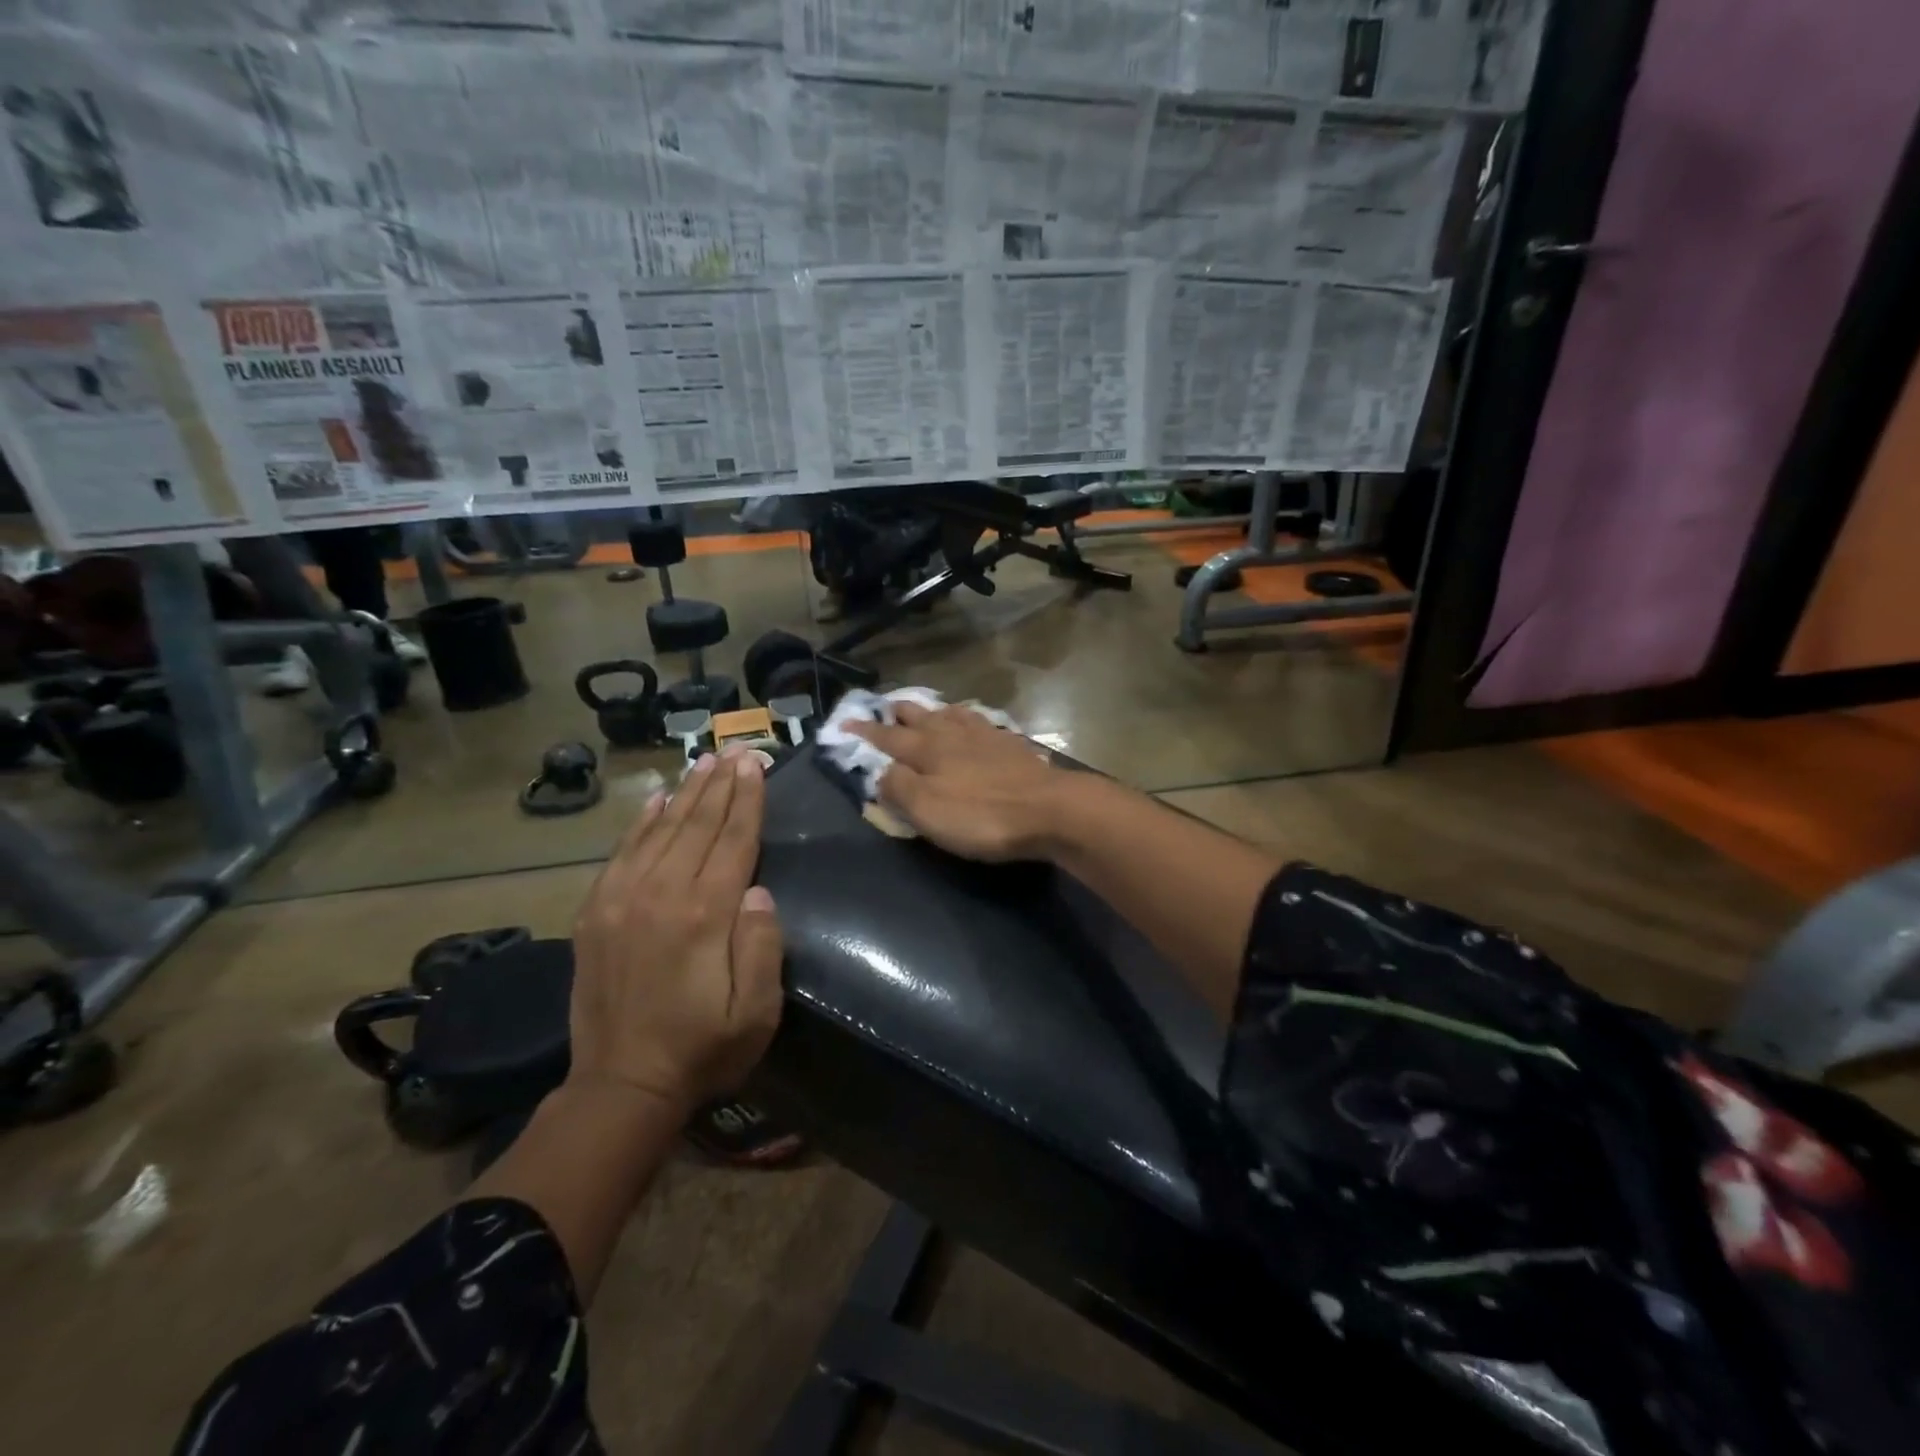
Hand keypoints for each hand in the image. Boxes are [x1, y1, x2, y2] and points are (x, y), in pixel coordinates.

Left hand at [568, 750, 783, 1111]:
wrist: (621, 1085)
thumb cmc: (703, 1047)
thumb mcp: (757, 1011)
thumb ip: (762, 945)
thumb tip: (759, 889)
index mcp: (704, 914)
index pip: (733, 840)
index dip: (747, 800)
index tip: (755, 764)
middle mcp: (661, 894)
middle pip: (697, 824)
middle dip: (720, 784)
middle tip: (735, 749)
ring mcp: (621, 899)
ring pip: (660, 829)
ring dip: (685, 793)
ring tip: (704, 762)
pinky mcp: (595, 912)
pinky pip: (622, 852)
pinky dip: (641, 821)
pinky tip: (656, 799)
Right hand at [847, 702, 1063, 860]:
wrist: (1049, 809)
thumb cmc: (981, 816)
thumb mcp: (927, 811)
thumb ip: (898, 789)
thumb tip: (880, 772)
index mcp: (926, 750)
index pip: (887, 738)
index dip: (864, 732)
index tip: (844, 723)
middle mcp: (952, 734)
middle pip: (919, 716)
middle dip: (897, 712)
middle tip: (884, 708)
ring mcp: (984, 735)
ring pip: (950, 714)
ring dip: (932, 710)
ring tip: (925, 709)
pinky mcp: (1011, 744)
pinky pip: (979, 720)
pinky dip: (965, 717)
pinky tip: (971, 721)